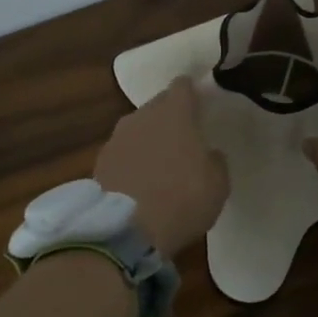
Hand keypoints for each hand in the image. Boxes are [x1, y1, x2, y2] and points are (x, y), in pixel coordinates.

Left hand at [95, 77, 230, 257]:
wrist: (127, 229)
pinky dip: (131, 160)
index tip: (199, 104)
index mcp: (175, 113)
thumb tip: (208, 153)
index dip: (191, 93)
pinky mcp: (99, 161)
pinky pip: (122, 152)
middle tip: (183, 136)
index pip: (182, 86)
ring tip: (160, 161)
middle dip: (169, 116)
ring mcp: (116, 138)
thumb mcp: (218, 184)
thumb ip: (215, 160)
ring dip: (148, 139)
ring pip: (137, 128)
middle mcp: (142, 116)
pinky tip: (139, 180)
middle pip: (157, 105)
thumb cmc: (183, 199)